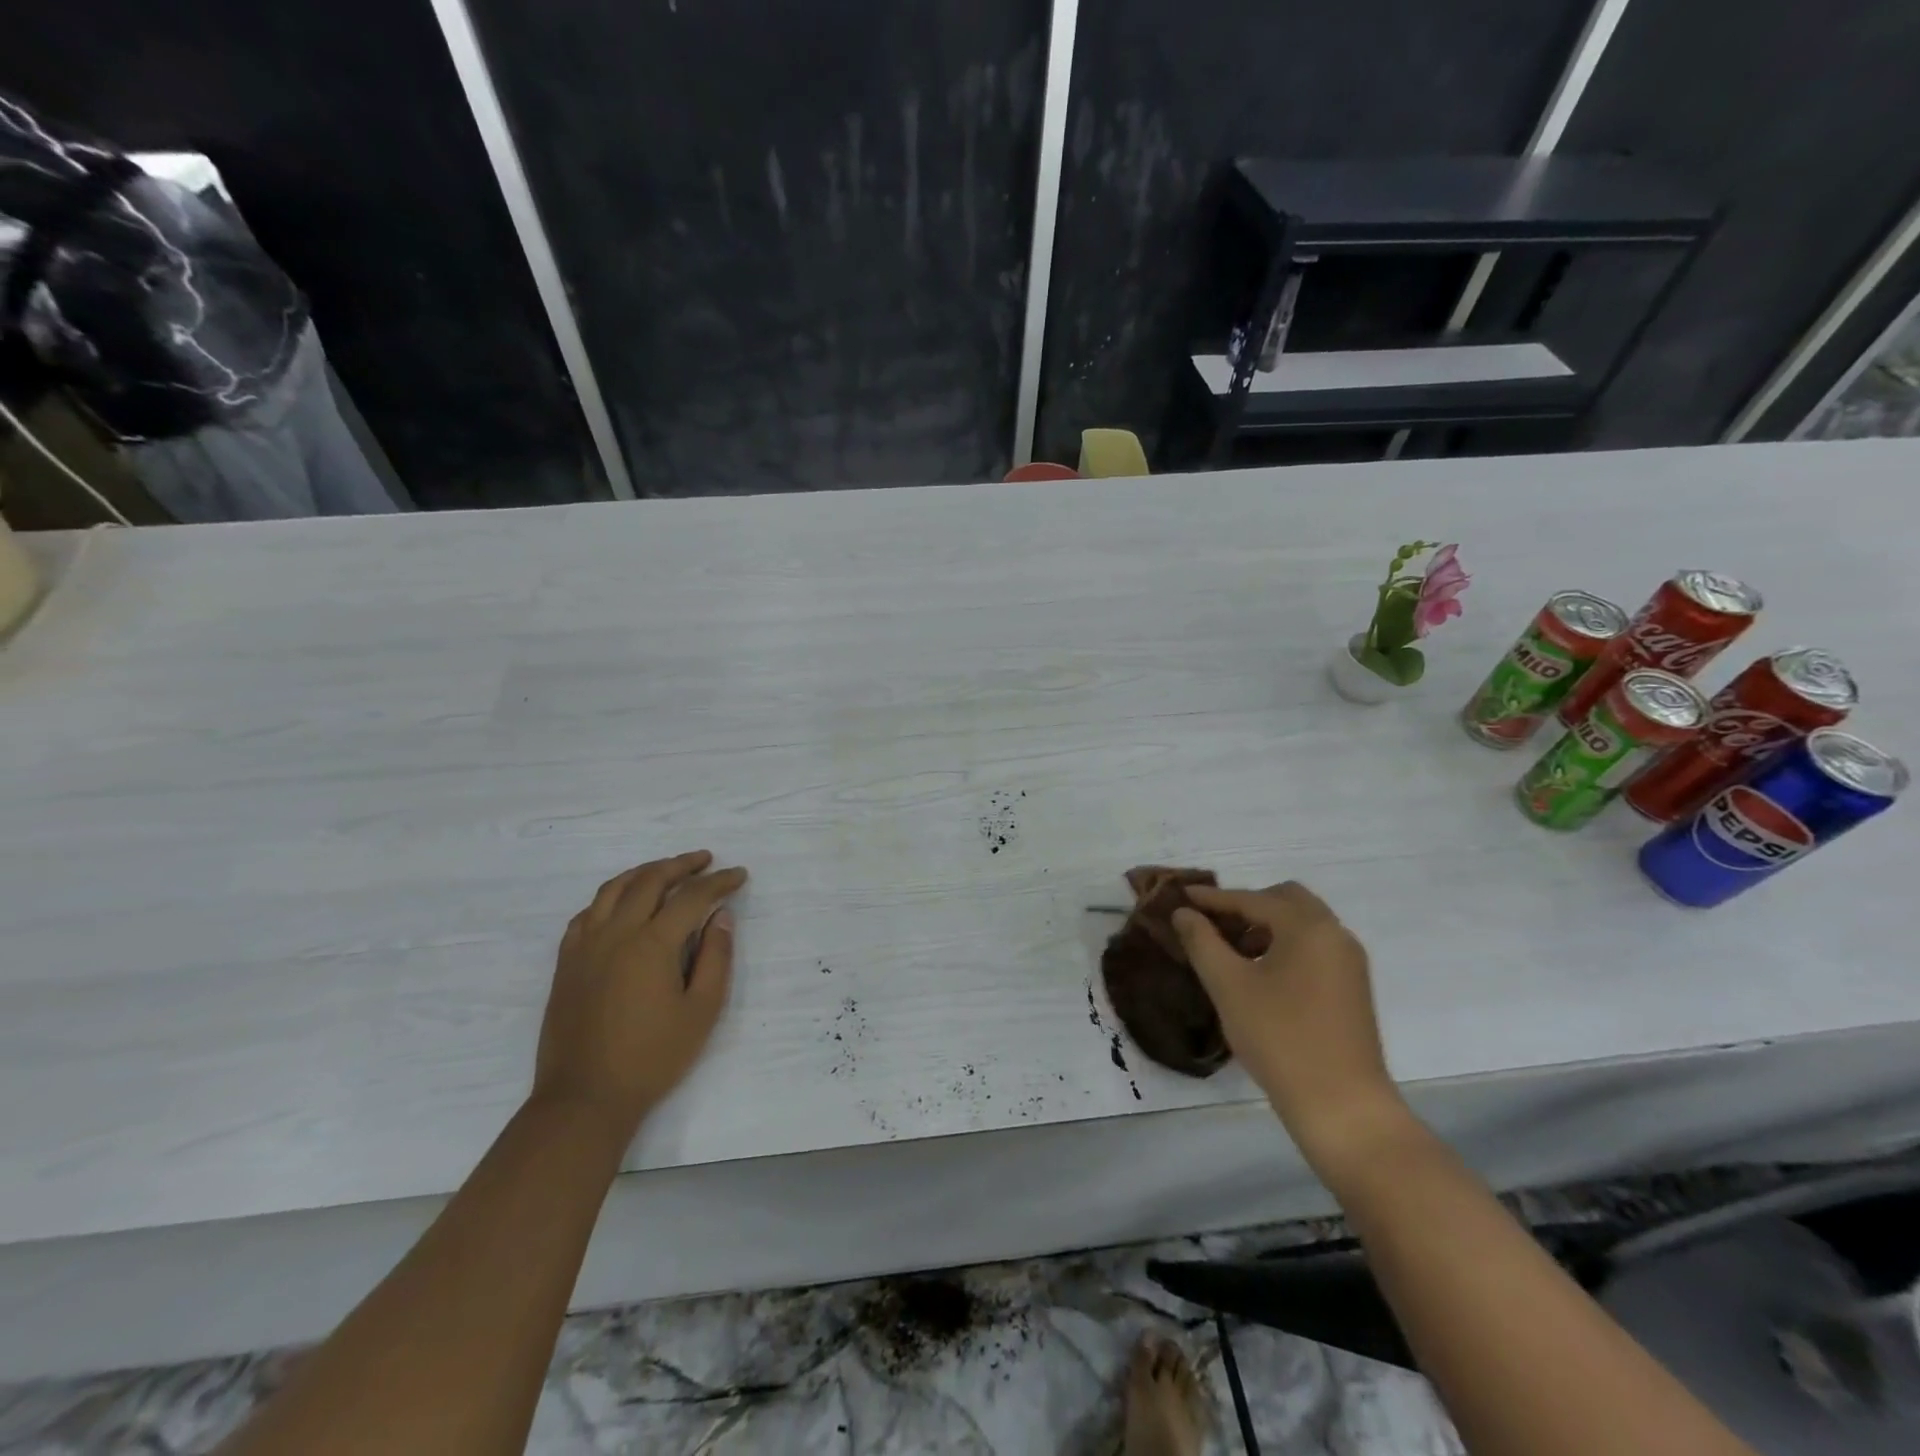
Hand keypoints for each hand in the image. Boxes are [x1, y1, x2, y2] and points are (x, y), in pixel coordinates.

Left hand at [533, 851, 747, 1142]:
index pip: (692, 897)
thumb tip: (721, 918)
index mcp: (652, 943)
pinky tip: (622, 903)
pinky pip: (587, 913)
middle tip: (706, 860)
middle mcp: (616, 933)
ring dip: (644, 872)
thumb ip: (716, 958)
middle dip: (682, 865)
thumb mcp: (702, 1011)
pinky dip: (610, 897)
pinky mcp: (566, 963)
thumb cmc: (652, 1057)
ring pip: (613, 889)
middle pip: (650, 880)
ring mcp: (585, 946)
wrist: (584, 1098)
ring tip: (666, 870)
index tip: (739, 875)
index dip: (719, 882)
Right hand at [1172, 882, 1410, 1171]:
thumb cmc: (1279, 1038)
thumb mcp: (1228, 986)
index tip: (1182, 896)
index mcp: (1308, 927)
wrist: (1343, 1106)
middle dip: (1247, 905)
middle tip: (1213, 923)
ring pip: (1303, 923)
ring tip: (1231, 950)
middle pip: (1286, 899)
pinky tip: (1260, 973)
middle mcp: (1335, 933)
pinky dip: (1285, 944)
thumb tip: (1183, 913)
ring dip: (1266, 925)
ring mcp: (1349, 961)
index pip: (1252, 899)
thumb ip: (1202, 942)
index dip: (1213, 898)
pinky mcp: (1352, 986)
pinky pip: (1314, 946)